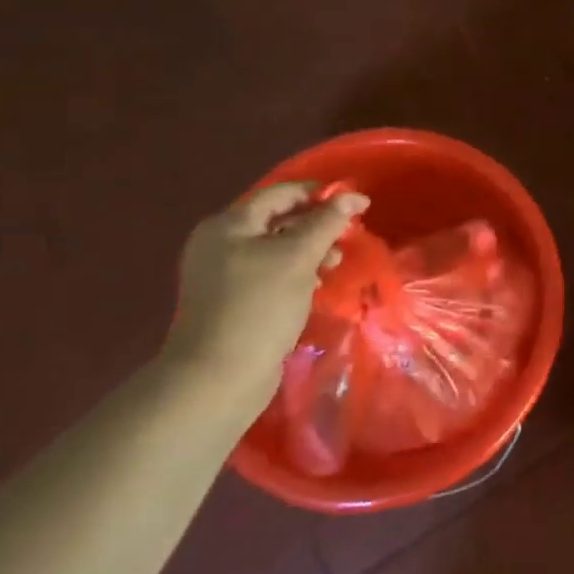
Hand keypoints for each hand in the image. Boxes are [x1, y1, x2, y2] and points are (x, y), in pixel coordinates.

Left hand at [169, 182, 367, 407]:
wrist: (218, 379)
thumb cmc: (259, 307)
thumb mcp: (299, 257)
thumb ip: (327, 222)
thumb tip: (353, 195)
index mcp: (229, 225)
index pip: (281, 193)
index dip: (320, 193)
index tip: (355, 203)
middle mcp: (220, 243)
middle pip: (278, 219)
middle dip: (316, 225)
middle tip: (348, 236)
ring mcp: (223, 274)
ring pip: (276, 248)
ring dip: (309, 250)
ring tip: (335, 263)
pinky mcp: (231, 301)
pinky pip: (269, 274)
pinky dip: (295, 273)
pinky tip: (315, 286)